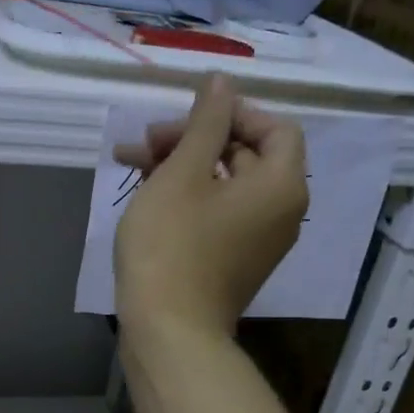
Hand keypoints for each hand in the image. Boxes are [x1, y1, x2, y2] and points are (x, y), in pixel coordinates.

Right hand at [113, 74, 307, 338]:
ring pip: (225, 184)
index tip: (187, 116)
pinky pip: (218, 213)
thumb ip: (206, 122)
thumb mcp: (183, 172)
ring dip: (183, 165)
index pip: (275, 128)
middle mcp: (281, 211)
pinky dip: (188, 196)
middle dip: (195, 138)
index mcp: (281, 185)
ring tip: (132, 161)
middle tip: (147, 140)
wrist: (168, 330)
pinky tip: (145, 191)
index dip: (233, 112)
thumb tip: (222, 82)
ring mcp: (258, 240)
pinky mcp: (233, 261)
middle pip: (247, 154)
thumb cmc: (172, 245)